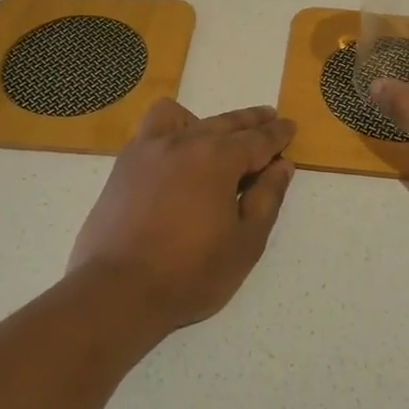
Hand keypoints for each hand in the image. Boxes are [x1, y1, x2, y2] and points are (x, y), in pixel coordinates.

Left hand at [66, 100, 295, 335]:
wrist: (118, 291)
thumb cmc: (190, 273)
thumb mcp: (245, 243)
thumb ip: (267, 199)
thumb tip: (281, 166)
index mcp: (217, 158)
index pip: (257, 139)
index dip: (277, 134)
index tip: (290, 127)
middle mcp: (183, 142)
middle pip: (225, 122)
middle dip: (251, 121)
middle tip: (269, 118)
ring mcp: (148, 149)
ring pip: (185, 117)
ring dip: (208, 121)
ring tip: (218, 137)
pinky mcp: (124, 165)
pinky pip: (152, 129)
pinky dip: (172, 129)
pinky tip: (177, 153)